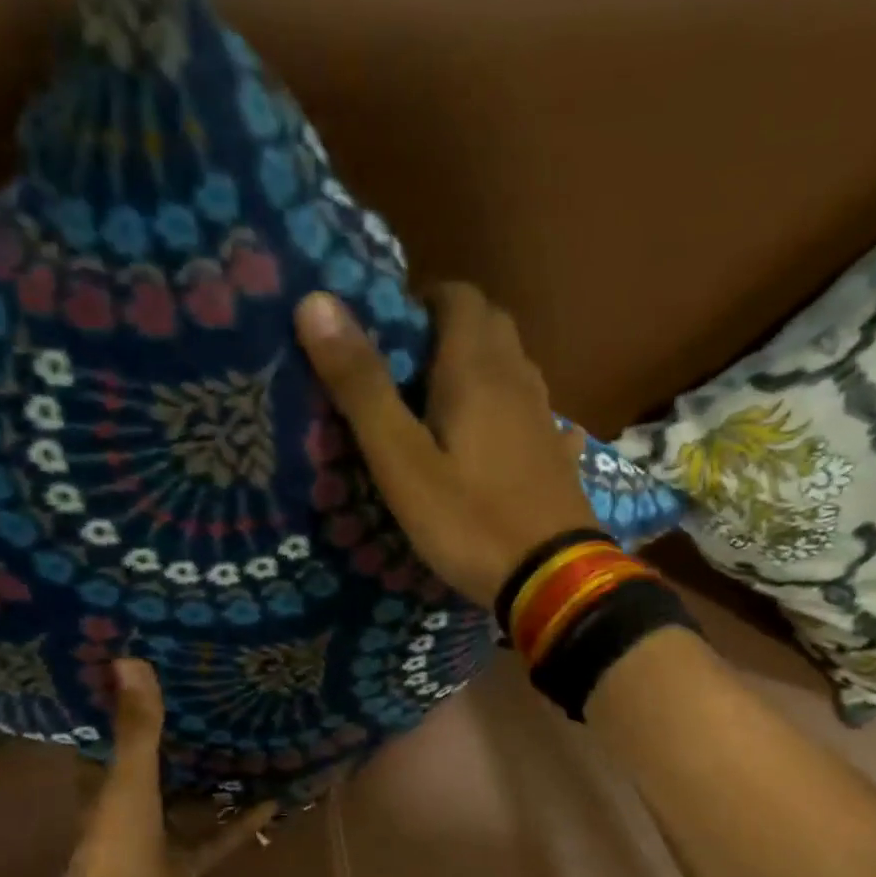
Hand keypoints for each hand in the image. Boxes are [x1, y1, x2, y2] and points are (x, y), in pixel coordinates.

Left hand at [62, 660, 276, 876]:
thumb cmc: (117, 847)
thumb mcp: (129, 782)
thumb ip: (137, 727)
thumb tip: (129, 659)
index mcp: (105, 786)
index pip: (113, 740)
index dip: (128, 709)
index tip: (155, 676)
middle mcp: (130, 809)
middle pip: (157, 768)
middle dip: (181, 741)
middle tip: (215, 703)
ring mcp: (160, 839)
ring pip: (190, 801)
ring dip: (214, 781)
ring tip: (247, 744)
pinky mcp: (187, 865)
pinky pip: (219, 837)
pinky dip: (242, 822)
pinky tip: (272, 800)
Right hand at [296, 284, 599, 609]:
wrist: (552, 580)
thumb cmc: (469, 521)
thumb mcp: (401, 461)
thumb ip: (362, 385)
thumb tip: (316, 301)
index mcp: (478, 370)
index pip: (458, 296)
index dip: (422, 301)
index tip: (389, 332)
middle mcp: (520, 380)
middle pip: (491, 326)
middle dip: (450, 330)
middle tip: (408, 370)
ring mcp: (547, 420)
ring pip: (515, 369)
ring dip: (482, 369)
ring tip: (443, 406)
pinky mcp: (559, 459)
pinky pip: (536, 417)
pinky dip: (513, 414)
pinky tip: (499, 441)